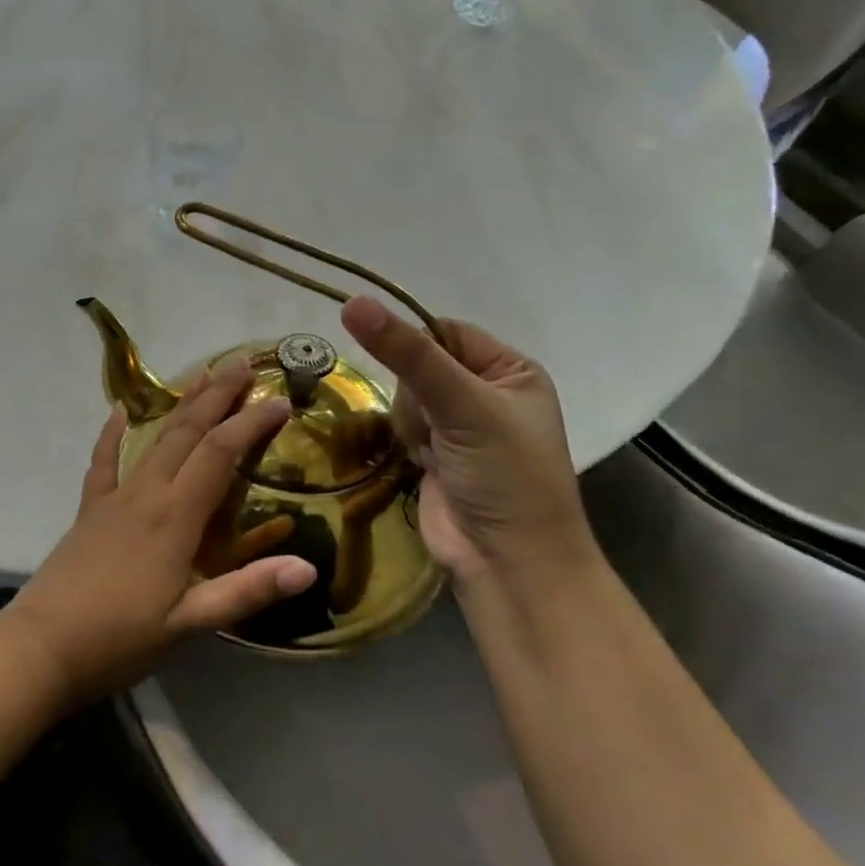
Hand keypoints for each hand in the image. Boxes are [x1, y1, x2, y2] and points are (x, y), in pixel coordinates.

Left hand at [2, 358, 316, 703]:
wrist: (42, 646)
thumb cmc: (120, 638)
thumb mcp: (190, 623)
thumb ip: (247, 591)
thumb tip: (308, 566)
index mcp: (175, 518)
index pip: (219, 455)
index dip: (250, 423)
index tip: (280, 400)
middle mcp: (146, 494)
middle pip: (187, 433)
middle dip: (217, 396)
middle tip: (243, 363)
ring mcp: (114, 497)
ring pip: (153, 439)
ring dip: (180, 405)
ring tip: (201, 375)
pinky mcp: (89, 509)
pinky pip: (103, 462)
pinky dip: (112, 434)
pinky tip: (120, 411)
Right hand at [339, 296, 590, 580]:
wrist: (507, 564)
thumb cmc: (504, 475)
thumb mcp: (461, 404)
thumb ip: (407, 353)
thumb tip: (353, 301)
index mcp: (512, 371)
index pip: (446, 331)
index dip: (417, 344)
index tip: (404, 368)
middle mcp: (486, 393)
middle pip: (419, 364)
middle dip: (416, 395)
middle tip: (436, 426)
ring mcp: (458, 426)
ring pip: (405, 396)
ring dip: (411, 422)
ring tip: (433, 453)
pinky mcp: (434, 455)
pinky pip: (401, 426)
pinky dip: (405, 441)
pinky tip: (421, 463)